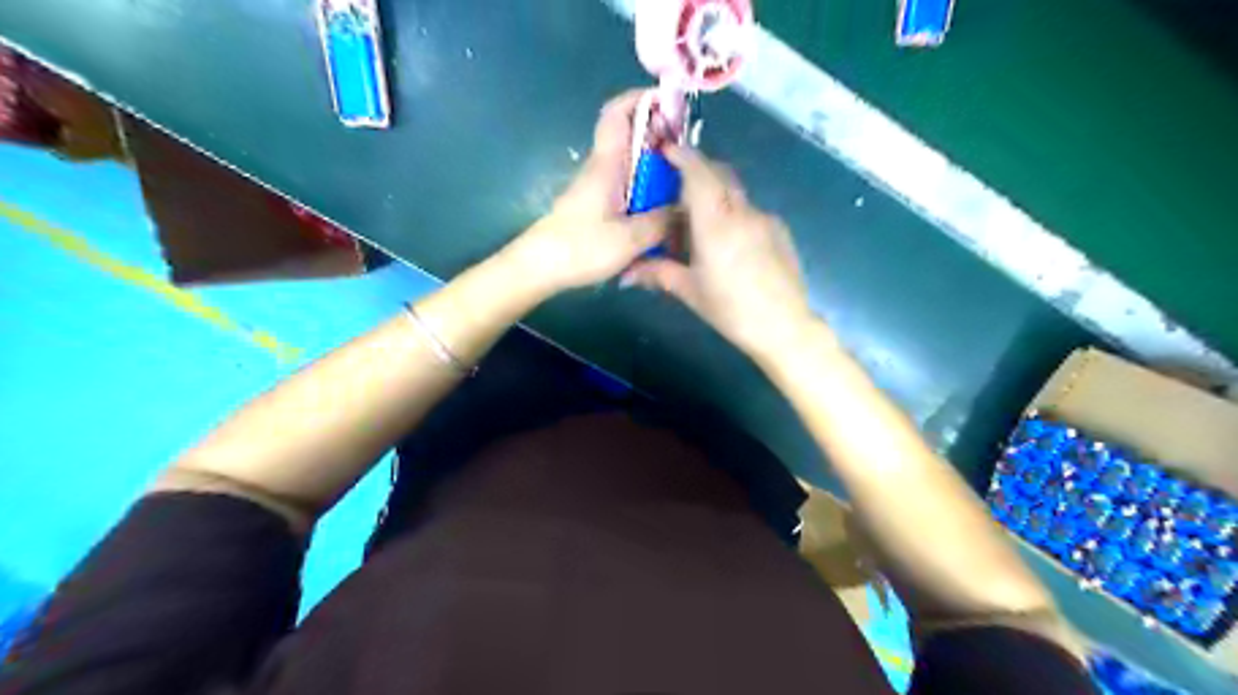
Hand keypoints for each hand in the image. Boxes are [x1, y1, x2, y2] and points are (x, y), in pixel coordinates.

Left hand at [501, 86, 667, 293]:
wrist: (538, 268)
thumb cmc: (581, 248)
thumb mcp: (630, 238)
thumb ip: (661, 221)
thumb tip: (684, 207)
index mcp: (607, 164)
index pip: (618, 113)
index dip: (641, 100)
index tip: (671, 104)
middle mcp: (601, 168)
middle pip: (629, 136)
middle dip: (658, 134)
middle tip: (688, 151)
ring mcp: (596, 187)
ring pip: (629, 163)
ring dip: (653, 164)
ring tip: (682, 181)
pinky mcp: (594, 206)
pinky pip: (625, 185)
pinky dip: (645, 186)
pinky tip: (660, 208)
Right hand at [619, 145, 813, 361]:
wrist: (785, 326)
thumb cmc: (731, 310)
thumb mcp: (690, 292)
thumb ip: (658, 273)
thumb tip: (628, 273)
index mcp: (716, 223)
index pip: (699, 173)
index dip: (682, 156)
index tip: (665, 150)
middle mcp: (742, 212)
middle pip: (720, 174)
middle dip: (698, 170)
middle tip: (676, 184)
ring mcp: (764, 219)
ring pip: (735, 193)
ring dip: (715, 194)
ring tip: (699, 221)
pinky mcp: (779, 230)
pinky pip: (750, 211)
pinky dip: (733, 213)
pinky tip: (727, 242)